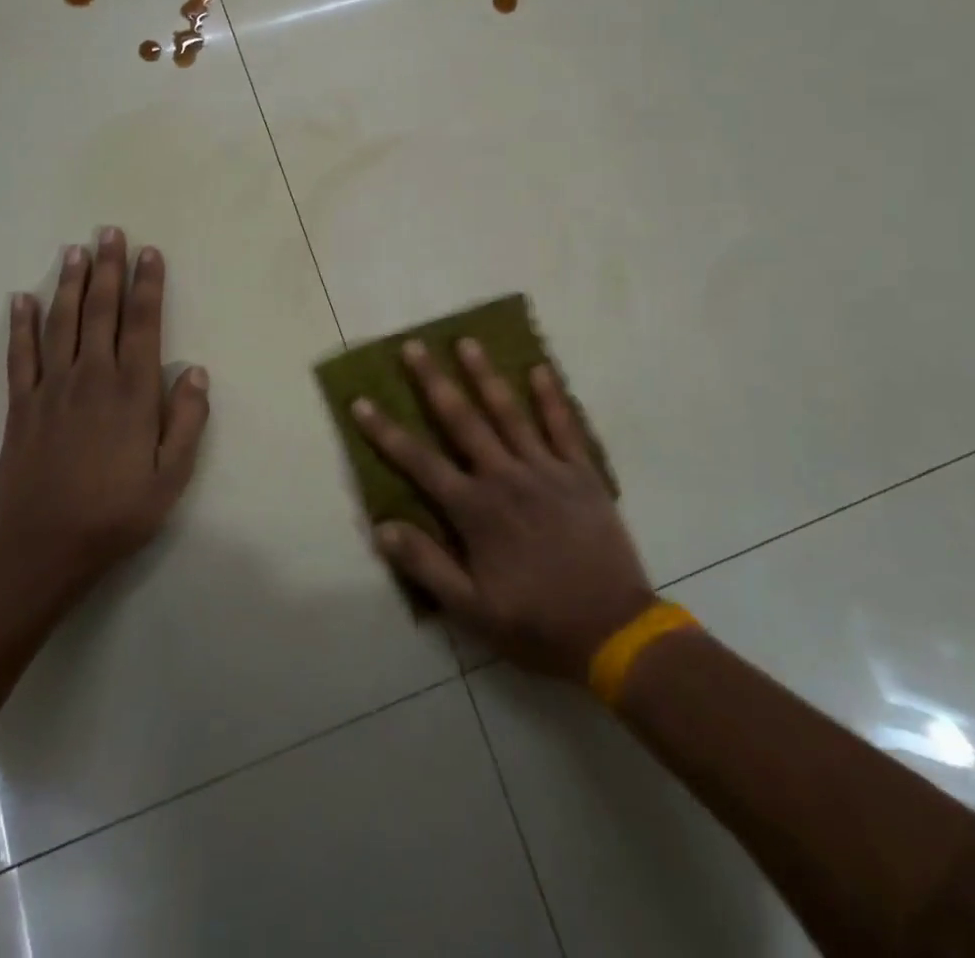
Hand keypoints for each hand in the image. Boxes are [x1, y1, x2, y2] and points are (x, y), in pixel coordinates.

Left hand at [0, 228, 208, 604]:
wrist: (48, 545)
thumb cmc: (120, 510)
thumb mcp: (173, 474)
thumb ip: (187, 420)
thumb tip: (197, 372)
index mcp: (132, 391)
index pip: (143, 324)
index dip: (147, 285)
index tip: (149, 253)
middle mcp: (92, 377)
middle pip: (100, 311)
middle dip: (107, 268)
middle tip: (110, 232)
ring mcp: (52, 388)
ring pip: (61, 323)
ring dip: (69, 283)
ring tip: (75, 250)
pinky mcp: (21, 406)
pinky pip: (20, 356)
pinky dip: (21, 325)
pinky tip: (21, 299)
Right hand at [352, 338, 655, 679]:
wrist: (614, 631)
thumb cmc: (537, 623)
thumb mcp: (473, 611)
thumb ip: (427, 566)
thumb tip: (382, 528)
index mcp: (475, 510)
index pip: (420, 462)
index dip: (386, 432)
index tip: (361, 402)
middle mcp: (505, 477)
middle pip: (462, 420)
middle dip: (433, 381)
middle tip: (414, 346)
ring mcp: (546, 470)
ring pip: (509, 412)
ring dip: (485, 375)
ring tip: (467, 342)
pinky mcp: (581, 473)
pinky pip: (564, 426)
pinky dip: (551, 397)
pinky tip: (540, 369)